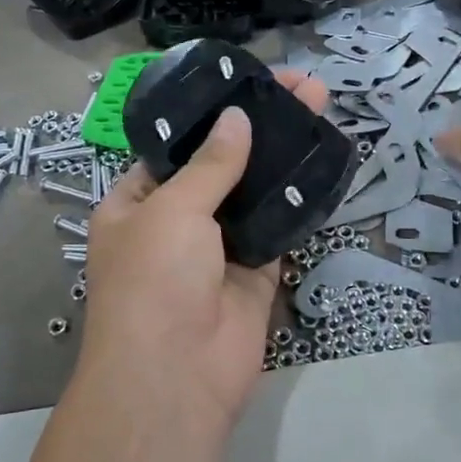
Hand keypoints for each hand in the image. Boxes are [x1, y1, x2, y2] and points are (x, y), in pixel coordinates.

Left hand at [81, 71, 329, 431]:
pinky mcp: (257, 272)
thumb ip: (211, 164)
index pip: (175, 148)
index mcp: (137, 204)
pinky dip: (299, 197)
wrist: (177, 376)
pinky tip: (324, 157)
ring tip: (320, 108)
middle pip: (222, 164)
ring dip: (284, 155)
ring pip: (255, 192)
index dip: (210, 116)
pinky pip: (279, 226)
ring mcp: (219, 248)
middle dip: (258, 127)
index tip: (248, 85)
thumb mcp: (172, 210)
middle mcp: (176, 222)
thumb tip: (237, 119)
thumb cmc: (154, 280)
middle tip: (302, 87)